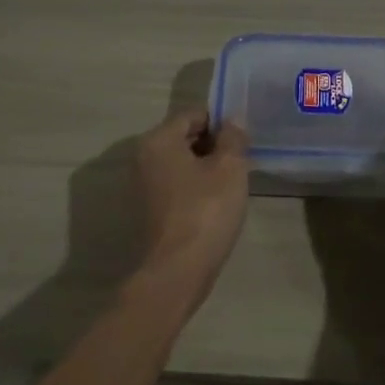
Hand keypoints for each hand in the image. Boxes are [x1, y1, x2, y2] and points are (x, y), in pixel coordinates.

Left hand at [135, 108, 250, 285]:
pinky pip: (175, 186)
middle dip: (213, 145)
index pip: (192, 114)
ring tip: (232, 184)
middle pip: (183, 138)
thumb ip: (233, 138)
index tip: (242, 139)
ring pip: (179, 164)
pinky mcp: (147, 211)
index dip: (220, 121)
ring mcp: (141, 186)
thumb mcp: (230, 168)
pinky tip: (215, 204)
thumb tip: (232, 121)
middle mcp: (143, 158)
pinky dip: (194, 188)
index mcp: (158, 140)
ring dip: (205, 168)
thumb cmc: (205, 211)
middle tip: (241, 161)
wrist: (177, 270)